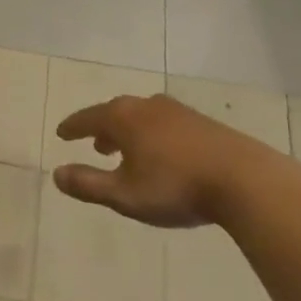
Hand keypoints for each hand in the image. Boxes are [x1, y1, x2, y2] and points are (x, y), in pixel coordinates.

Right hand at [53, 93, 283, 227]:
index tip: (61, 133)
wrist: (244, 180)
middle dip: (102, 128)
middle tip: (94, 144)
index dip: (72, 127)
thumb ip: (88, 185)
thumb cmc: (176, 187)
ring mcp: (177, 112)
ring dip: (129, 131)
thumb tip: (56, 175)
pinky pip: (165, 123)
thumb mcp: (125, 194)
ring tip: (126, 149)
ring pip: (142, 117)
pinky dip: (152, 134)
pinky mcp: (202, 123)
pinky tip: (162, 153)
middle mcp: (146, 106)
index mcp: (123, 118)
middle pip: (116, 112)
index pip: (88, 118)